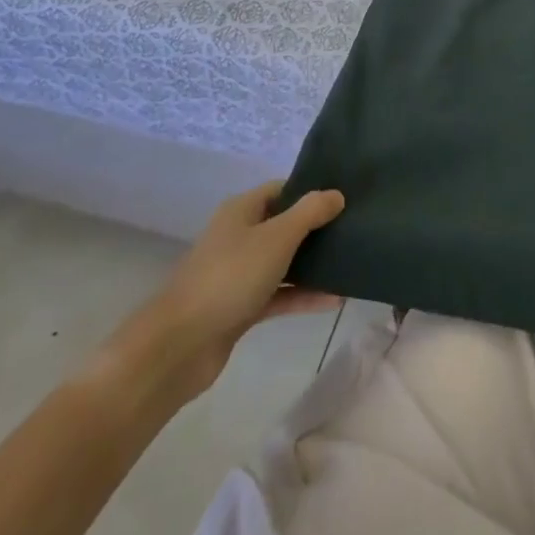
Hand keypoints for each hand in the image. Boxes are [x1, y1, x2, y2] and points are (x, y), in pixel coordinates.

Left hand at [104, 182, 344, 406]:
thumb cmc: (230, 277)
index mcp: (241, 211)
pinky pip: (279, 294)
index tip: (344, 198)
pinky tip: (335, 300)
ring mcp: (238, 274)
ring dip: (313, 264)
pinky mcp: (241, 307)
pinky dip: (303, 295)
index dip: (311, 191)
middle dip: (316, 228)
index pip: (281, 189)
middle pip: (284, 225)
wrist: (180, 345)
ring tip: (351, 262)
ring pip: (283, 261)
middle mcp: (239, 236)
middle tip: (354, 228)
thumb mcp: (277, 237)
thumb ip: (310, 212)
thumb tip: (336, 194)